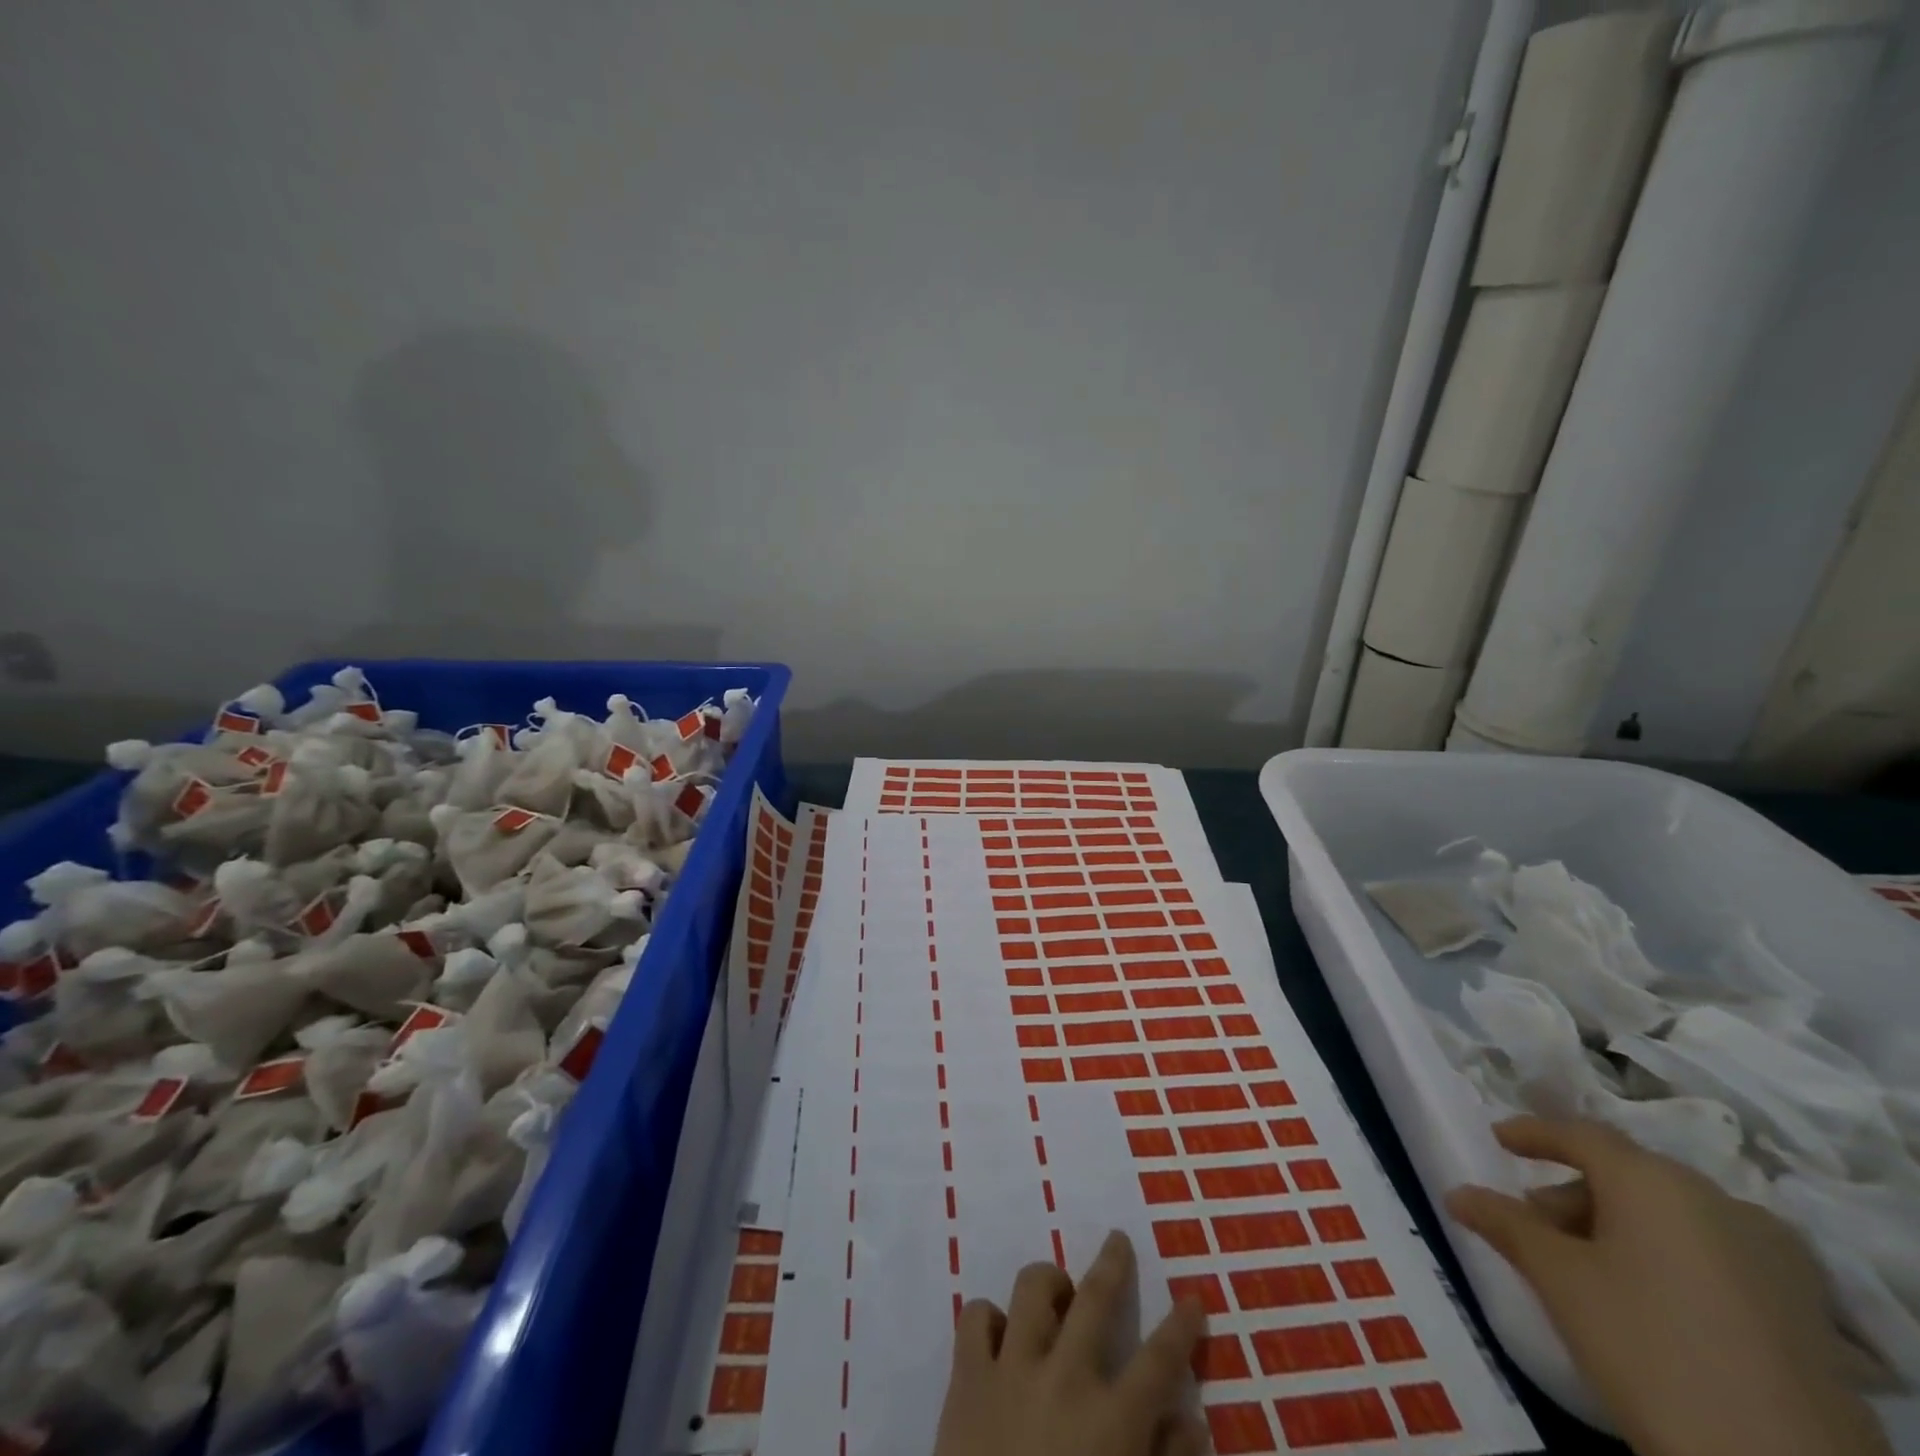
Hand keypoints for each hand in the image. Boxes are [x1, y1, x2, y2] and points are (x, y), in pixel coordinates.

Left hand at [933, 1231, 1207, 1455]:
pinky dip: (989, 1317)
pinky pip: (976, 1317)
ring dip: (1049, 1283)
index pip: (1159, 1361)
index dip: (1180, 1328)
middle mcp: (1065, 1378)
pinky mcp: (967, 1376)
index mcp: (1112, 1421)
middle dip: (1113, 1264)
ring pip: (1032, 1289)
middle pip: (1096, 1299)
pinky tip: (1000, 1336)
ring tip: (1057, 1294)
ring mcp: (1012, 1369)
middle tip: (1118, 1240)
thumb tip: (1192, 1421)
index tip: (1192, 1300)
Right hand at [1447, 1116, 1891, 1455]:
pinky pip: (1716, 1253)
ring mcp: (1773, 1253)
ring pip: (1673, 1216)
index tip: (1499, 1139)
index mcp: (1654, 1180)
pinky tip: (1655, 1299)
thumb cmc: (1649, 1346)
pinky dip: (1671, 1256)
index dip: (1533, 1133)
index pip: (1580, 1134)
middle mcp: (1717, 1199)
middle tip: (1537, 1228)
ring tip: (1591, 1271)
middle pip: (1627, 1176)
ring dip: (1621, 1227)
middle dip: (1574, 1193)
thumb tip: (1459, 1193)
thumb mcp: (1560, 1281)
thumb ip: (1506, 1225)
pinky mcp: (1806, 1306)